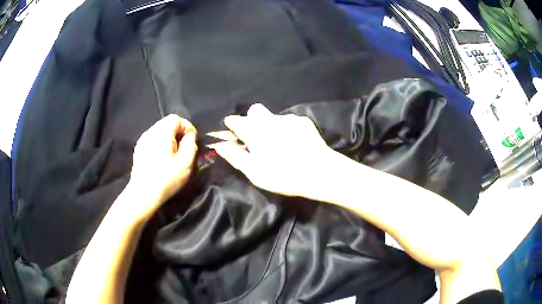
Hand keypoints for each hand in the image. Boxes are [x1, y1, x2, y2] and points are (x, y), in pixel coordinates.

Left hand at [128, 115, 197, 221]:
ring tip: (173, 154)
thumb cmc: (166, 178)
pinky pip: (152, 139)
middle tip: (183, 148)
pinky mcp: (138, 149)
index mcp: (162, 132)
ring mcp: (142, 140)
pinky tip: (161, 158)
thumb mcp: (186, 163)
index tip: (192, 140)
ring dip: (169, 138)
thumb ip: (190, 145)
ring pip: (159, 131)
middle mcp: (150, 132)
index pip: (176, 118)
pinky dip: (160, 143)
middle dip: (178, 132)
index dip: (187, 127)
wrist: (143, 194)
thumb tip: (190, 136)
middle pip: (167, 123)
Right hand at [209, 103, 335, 196]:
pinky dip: (287, 129)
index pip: (235, 120)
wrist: (320, 173)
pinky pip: (289, 121)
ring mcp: (289, 118)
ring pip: (273, 117)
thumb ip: (235, 156)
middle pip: (254, 111)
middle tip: (257, 139)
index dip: (232, 126)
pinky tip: (295, 143)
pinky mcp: (304, 121)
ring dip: (270, 126)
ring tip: (279, 145)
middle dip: (251, 121)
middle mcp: (270, 119)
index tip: (234, 135)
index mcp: (255, 130)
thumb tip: (219, 145)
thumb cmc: (283, 175)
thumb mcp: (255, 172)